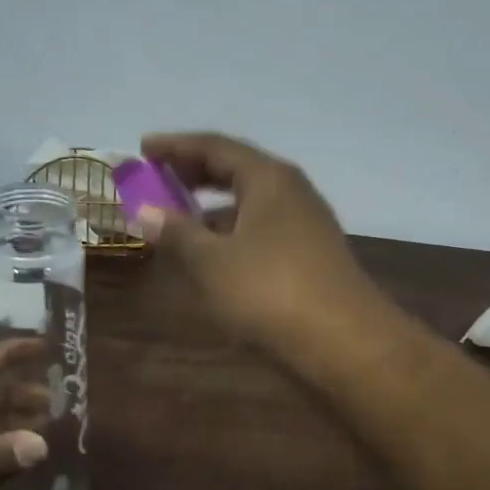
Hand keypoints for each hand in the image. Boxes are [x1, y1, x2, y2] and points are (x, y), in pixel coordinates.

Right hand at [133, 131, 383, 349]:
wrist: (346, 343)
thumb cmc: (270, 292)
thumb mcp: (212, 262)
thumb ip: (177, 232)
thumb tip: (143, 211)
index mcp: (268, 178)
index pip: (215, 146)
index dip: (176, 146)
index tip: (143, 147)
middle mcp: (291, 190)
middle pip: (236, 168)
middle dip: (194, 170)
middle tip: (158, 175)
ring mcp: (306, 222)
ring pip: (251, 199)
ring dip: (213, 202)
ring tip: (179, 212)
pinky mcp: (311, 252)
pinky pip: (262, 224)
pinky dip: (232, 227)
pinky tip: (215, 250)